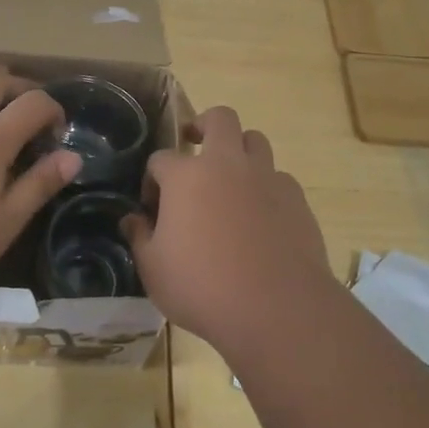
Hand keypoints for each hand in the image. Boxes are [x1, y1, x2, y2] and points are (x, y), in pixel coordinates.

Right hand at [124, 106, 334, 350]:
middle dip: (204, 125)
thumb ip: (140, 237)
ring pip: (255, 140)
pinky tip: (262, 216)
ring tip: (231, 180)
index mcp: (187, 176)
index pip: (161, 158)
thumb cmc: (203, 288)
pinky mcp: (296, 198)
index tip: (152, 206)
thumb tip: (132, 219)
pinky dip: (266, 187)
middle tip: (195, 146)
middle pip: (219, 119)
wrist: (277, 308)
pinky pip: (279, 178)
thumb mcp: (154, 270)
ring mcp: (266, 178)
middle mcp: (228, 164)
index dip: (152, 179)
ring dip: (240, 151)